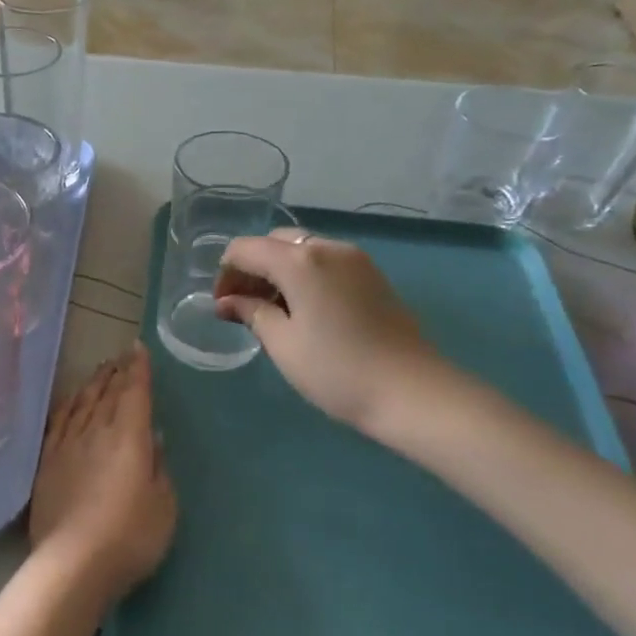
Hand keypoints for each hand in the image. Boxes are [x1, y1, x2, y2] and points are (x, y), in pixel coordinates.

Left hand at [29, 344, 176, 603]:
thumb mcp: (164, 505)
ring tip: (101, 371)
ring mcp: (67, 444)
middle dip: (116, 372)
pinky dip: (68, 405)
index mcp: (129, 438)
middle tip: (121, 357)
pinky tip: (70, 401)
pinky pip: (59, 421)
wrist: (73, 563)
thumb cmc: (130, 537)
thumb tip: (151, 437)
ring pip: (82, 402)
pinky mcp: (47, 461)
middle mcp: (96, 431)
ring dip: (93, 384)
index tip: (138, 349)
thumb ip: (158, 467)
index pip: (135, 393)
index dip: (138, 369)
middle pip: (107, 393)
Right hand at [215, 232, 450, 437]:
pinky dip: (304, 276)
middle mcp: (328, 247)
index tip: (222, 307)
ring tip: (272, 311)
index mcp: (300, 260)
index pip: (245, 249)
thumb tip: (227, 302)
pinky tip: (303, 310)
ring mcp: (355, 259)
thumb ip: (251, 313)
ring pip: (302, 250)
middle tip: (243, 307)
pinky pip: (325, 262)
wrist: (413, 393)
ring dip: (278, 271)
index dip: (225, 274)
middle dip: (251, 268)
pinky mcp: (372, 275)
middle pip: (274, 243)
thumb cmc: (336, 370)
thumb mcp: (283, 344)